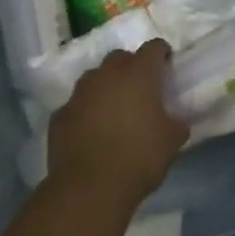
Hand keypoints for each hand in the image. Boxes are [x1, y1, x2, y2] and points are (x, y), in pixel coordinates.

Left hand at [46, 42, 188, 213]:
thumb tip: (173, 121)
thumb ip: (175, 123)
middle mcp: (106, 76)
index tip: (167, 66)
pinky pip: (77, 105)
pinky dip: (87, 112)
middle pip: (120, 58)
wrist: (90, 188)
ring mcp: (78, 94)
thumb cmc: (139, 157)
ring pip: (95, 79)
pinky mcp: (59, 116)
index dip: (162, 54)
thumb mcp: (172, 140)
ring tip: (115, 111)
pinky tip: (93, 132)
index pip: (153, 48)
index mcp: (138, 74)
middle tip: (141, 89)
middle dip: (131, 68)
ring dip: (106, 88)